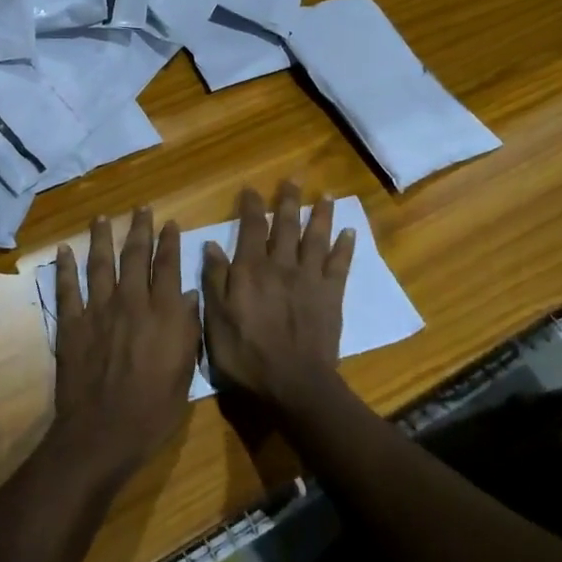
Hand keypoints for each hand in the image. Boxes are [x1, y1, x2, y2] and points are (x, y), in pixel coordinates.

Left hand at [51, 208, 201, 483]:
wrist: (104, 432)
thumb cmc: (154, 408)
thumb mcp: (185, 371)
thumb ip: (187, 328)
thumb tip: (190, 293)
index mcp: (163, 313)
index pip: (168, 266)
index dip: (170, 242)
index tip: (170, 223)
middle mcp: (132, 302)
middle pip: (135, 256)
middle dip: (140, 229)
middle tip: (141, 208)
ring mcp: (98, 310)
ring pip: (100, 264)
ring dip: (101, 238)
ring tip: (102, 218)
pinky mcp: (72, 324)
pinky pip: (67, 289)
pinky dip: (65, 268)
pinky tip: (63, 250)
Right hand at [201, 182, 355, 419]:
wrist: (294, 382)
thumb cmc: (247, 354)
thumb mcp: (216, 319)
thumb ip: (215, 280)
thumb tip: (212, 244)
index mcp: (251, 269)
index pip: (251, 228)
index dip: (251, 207)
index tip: (251, 189)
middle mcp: (281, 265)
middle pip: (286, 226)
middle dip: (288, 201)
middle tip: (294, 179)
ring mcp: (309, 279)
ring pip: (315, 238)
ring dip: (320, 215)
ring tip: (325, 196)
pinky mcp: (331, 295)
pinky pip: (339, 264)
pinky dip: (345, 246)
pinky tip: (350, 231)